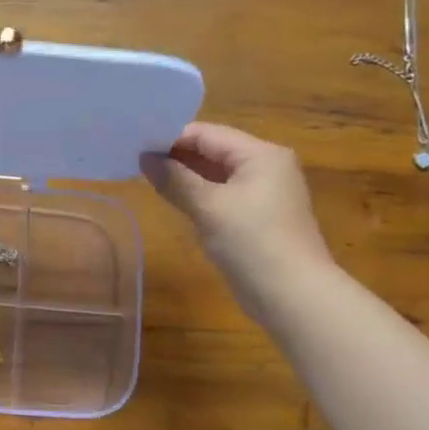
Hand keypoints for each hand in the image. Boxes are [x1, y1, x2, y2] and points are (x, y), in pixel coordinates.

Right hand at [142, 122, 333, 314]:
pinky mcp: (258, 218)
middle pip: (213, 152)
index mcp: (261, 155)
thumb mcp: (209, 207)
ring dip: (185, 176)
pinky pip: (222, 196)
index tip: (136, 145)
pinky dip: (198, 195)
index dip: (171, 138)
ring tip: (146, 177)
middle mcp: (266, 167)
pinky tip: (173, 199)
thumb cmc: (252, 242)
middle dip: (177, 156)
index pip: (208, 134)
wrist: (292, 295)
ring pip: (216, 175)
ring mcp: (264, 194)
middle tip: (136, 160)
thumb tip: (145, 157)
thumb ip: (175, 179)